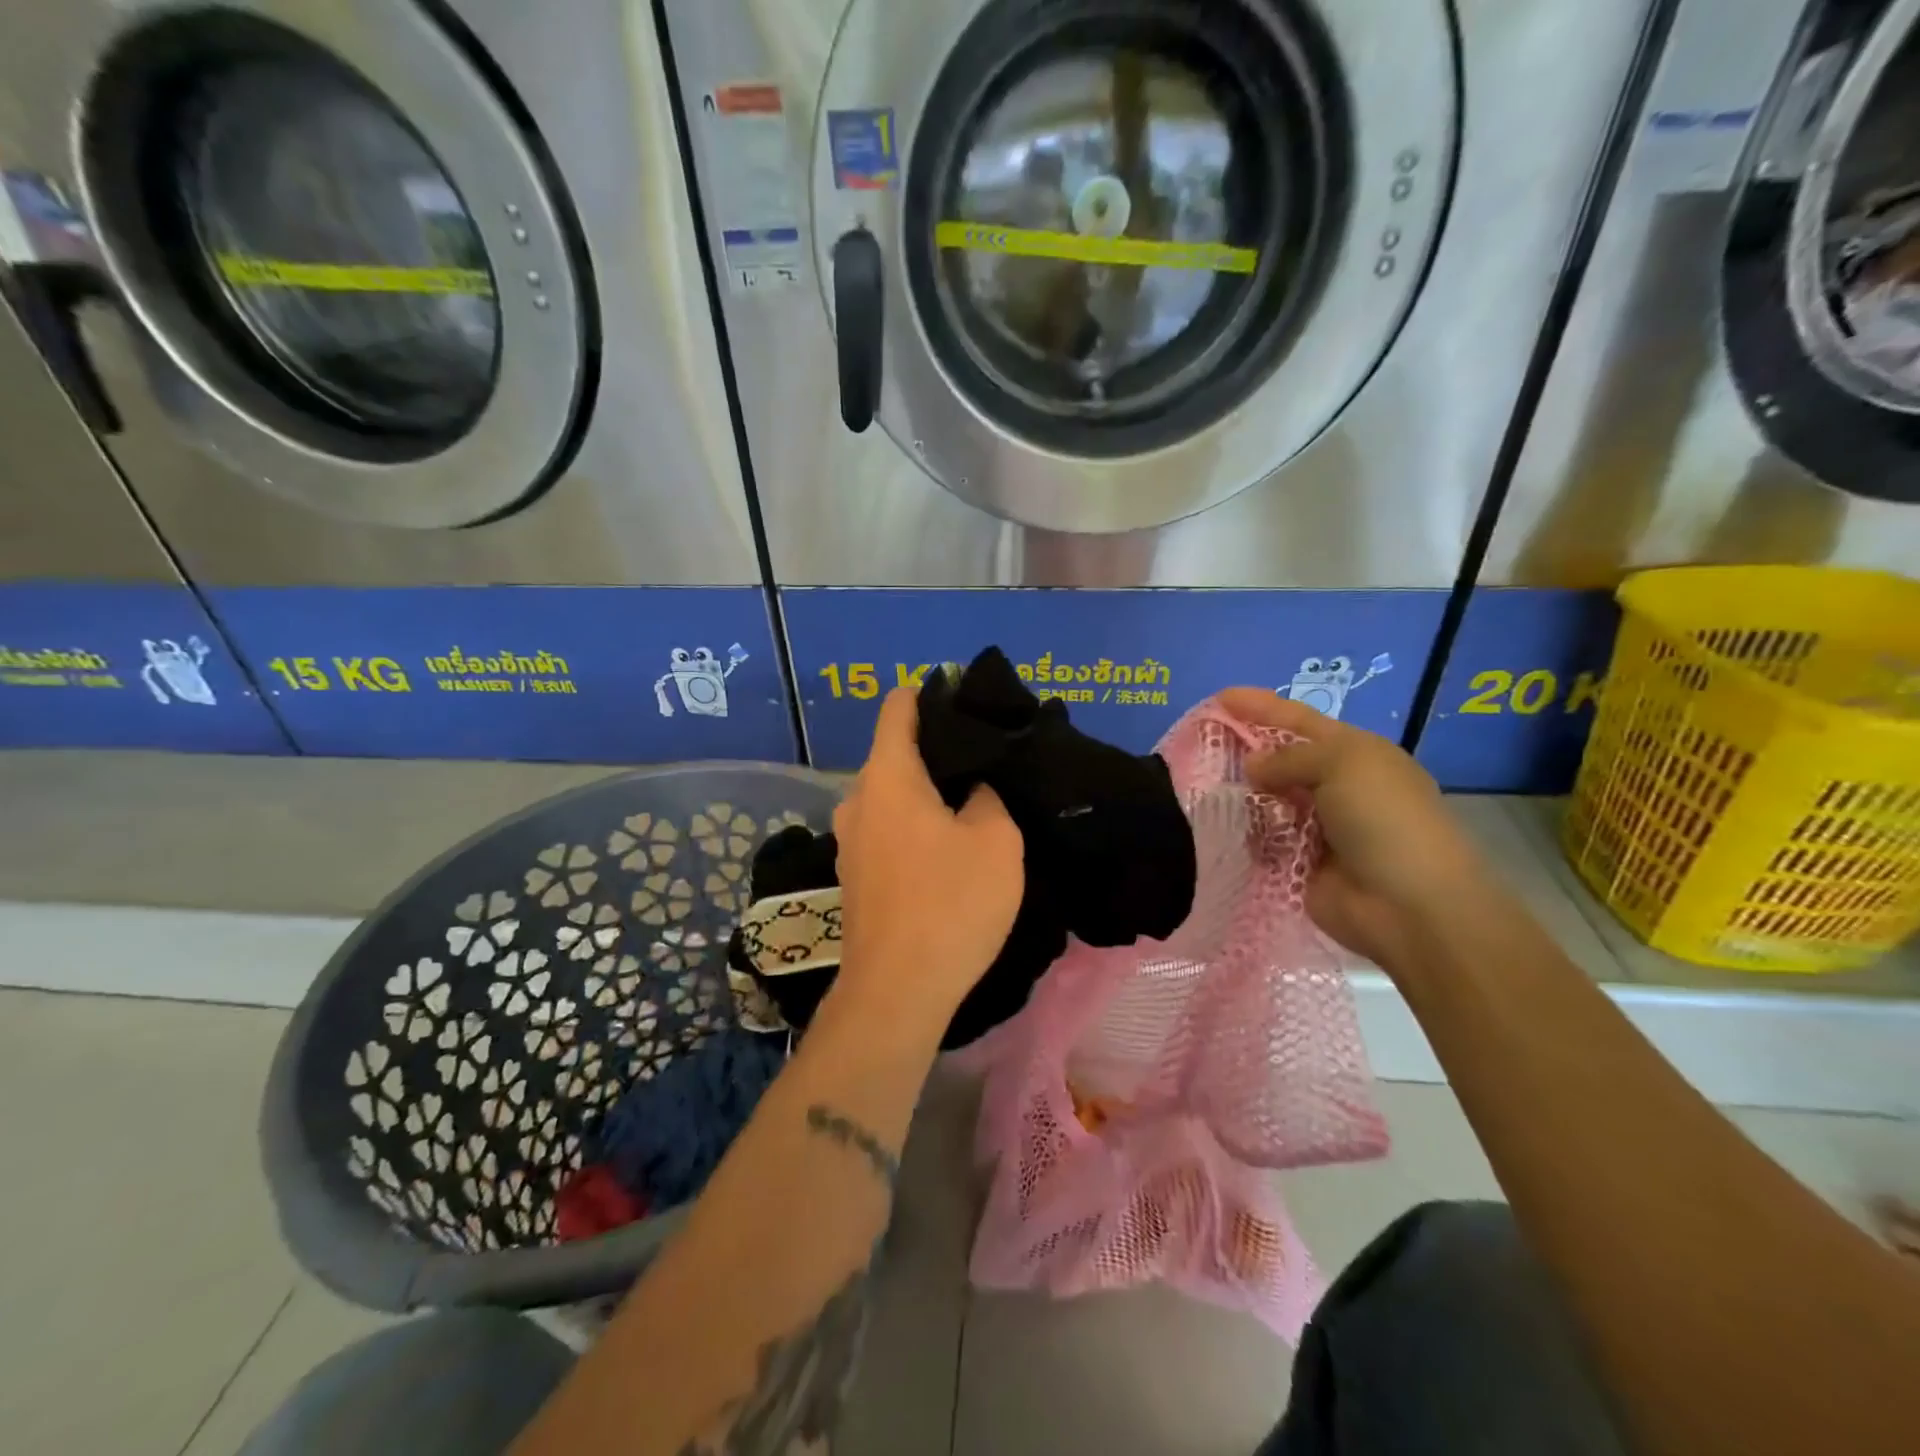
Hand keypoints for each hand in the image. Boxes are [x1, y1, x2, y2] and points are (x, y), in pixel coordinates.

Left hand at [831, 688, 1024, 1024]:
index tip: (969, 704)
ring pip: (892, 796)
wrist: (898, 991)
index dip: (933, 695)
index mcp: (888, 776)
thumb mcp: (996, 839)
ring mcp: (849, 840)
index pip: (900, 706)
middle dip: (938, 751)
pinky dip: (914, 826)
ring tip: (972, 804)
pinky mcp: (854, 875)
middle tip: (986, 762)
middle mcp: (858, 799)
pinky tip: (946, 848)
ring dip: (927, 794)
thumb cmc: (950, 903)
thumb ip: (988, 795)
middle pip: (897, 752)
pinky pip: (887, 829)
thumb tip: (973, 787)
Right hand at [1218, 688, 1501, 971]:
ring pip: (1266, 800)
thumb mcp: (1342, 764)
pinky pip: (1261, 840)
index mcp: (1355, 754)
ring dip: (1240, 794)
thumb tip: (1252, 767)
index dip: (1261, 706)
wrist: (1410, 905)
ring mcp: (1316, 827)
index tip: (1219, 698)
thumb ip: (1290, 757)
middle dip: (1244, 751)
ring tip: (1202, 788)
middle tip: (1199, 746)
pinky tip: (1217, 827)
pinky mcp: (1298, 864)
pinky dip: (1243, 833)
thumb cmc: (1384, 819)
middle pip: (1280, 760)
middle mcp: (1336, 787)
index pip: (1300, 720)